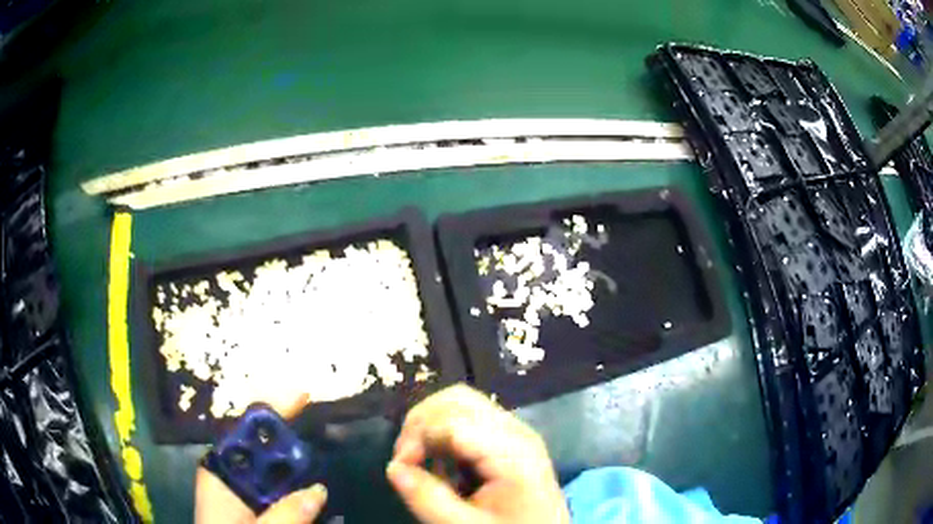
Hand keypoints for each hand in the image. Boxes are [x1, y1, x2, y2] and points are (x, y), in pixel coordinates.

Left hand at [195, 393, 325, 523]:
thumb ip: (286, 515)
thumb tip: (318, 489)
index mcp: (220, 472)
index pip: (244, 431)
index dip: (272, 410)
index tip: (303, 395)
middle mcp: (228, 475)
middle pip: (261, 449)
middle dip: (290, 441)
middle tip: (325, 433)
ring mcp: (239, 492)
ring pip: (271, 472)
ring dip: (297, 470)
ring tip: (326, 462)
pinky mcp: (249, 508)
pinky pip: (275, 492)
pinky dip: (294, 492)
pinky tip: (315, 497)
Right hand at [386, 384, 569, 523]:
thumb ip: (427, 499)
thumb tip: (393, 467)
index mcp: (511, 451)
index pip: (451, 420)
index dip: (416, 437)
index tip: (400, 467)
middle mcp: (516, 430)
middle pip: (456, 399)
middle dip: (421, 424)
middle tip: (407, 460)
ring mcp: (515, 431)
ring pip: (461, 403)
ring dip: (431, 425)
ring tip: (423, 460)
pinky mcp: (511, 437)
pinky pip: (470, 418)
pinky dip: (445, 432)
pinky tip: (444, 462)